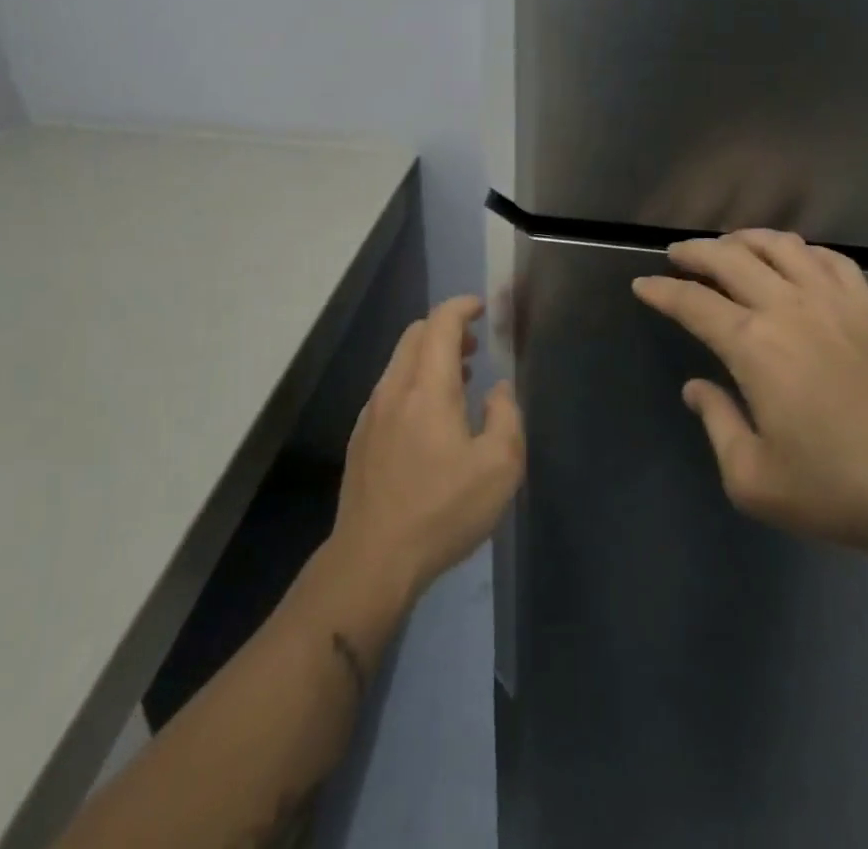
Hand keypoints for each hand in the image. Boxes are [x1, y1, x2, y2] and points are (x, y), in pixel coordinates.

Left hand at [329, 296, 525, 605]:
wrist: (372, 560)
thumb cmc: (442, 510)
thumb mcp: (499, 468)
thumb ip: (506, 417)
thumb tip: (498, 391)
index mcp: (428, 388)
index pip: (440, 323)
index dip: (462, 307)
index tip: (483, 308)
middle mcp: (394, 389)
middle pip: (415, 335)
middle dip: (446, 329)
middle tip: (475, 345)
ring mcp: (372, 413)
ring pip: (400, 362)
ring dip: (430, 357)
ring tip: (461, 379)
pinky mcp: (361, 438)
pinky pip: (390, 389)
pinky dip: (414, 382)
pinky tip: (432, 418)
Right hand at [632, 230, 867, 558]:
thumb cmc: (837, 489)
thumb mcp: (753, 478)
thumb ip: (716, 423)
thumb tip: (696, 388)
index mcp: (753, 346)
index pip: (693, 303)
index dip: (662, 291)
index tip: (643, 285)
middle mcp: (788, 308)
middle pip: (730, 259)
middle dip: (695, 251)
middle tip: (676, 254)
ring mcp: (834, 301)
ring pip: (780, 246)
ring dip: (745, 239)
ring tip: (728, 246)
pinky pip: (829, 258)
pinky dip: (800, 249)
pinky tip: (793, 258)